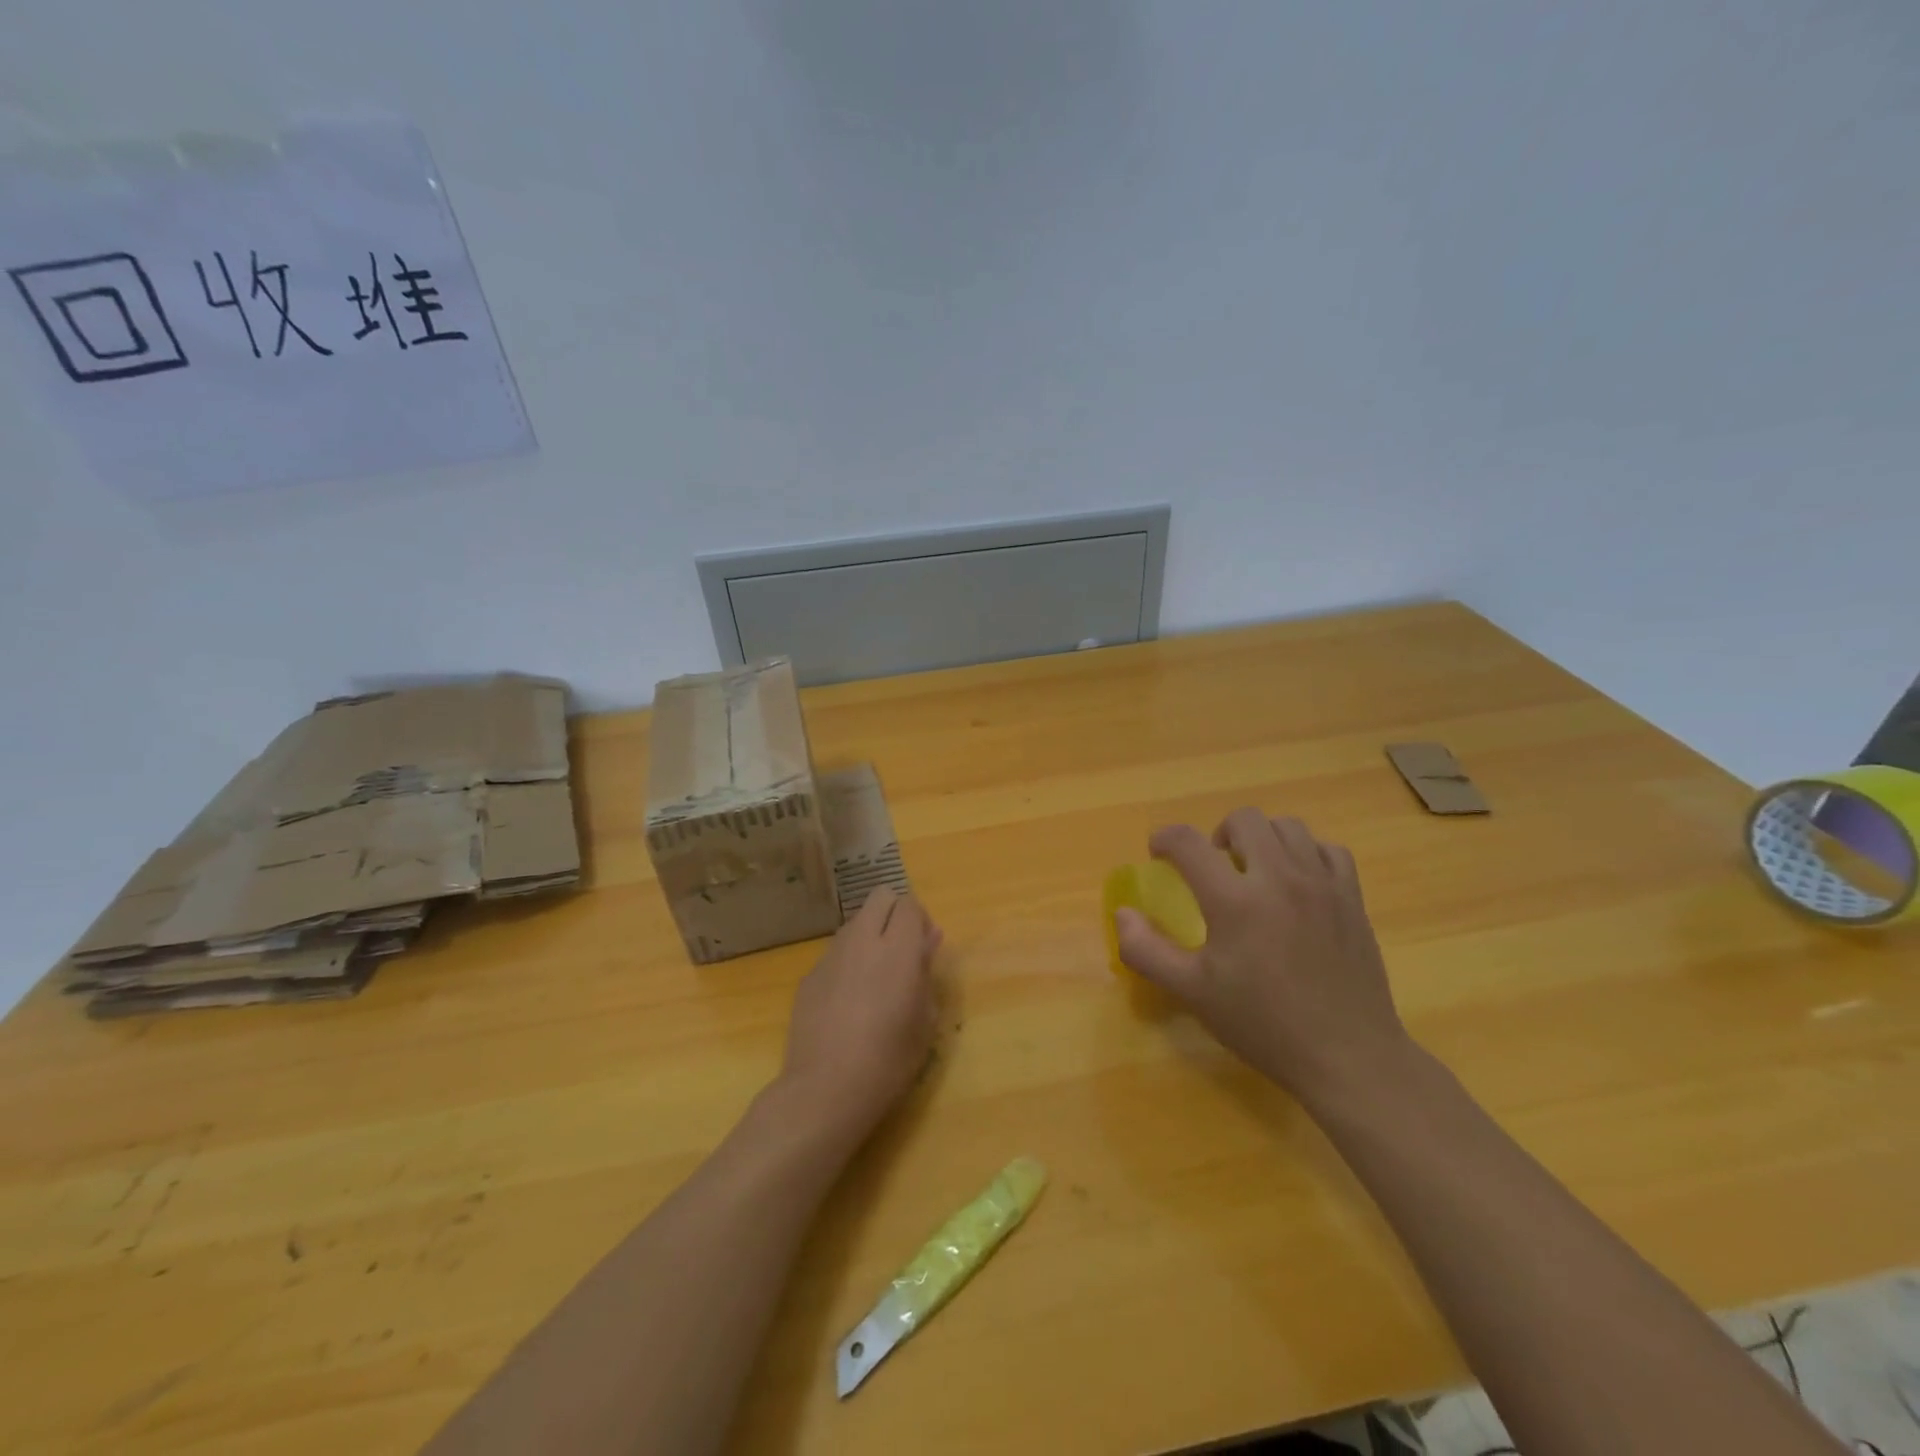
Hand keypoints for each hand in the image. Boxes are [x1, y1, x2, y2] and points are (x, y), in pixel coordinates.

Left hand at [779, 887, 942, 1139]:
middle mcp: (862, 940)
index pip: (909, 903)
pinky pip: (835, 954)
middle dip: (894, 914)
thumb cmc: (890, 1058)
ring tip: (875, 979)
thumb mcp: (924, 1018)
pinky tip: (848, 1004)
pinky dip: (848, 964)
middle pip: (879, 897)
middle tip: (902, 952)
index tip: (925, 949)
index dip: (920, 921)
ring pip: (855, 923)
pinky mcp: (809, 976)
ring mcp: (830, 955)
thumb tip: (927, 941)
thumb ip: (925, 971)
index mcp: (897, 948)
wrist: (826, 1089)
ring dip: (870, 936)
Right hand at [1114, 808, 1410, 1106]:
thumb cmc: (1263, 1024)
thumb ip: (1147, 950)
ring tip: (1254, 871)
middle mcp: (1279, 878)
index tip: (1158, 853)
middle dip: (1216, 833)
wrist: (1347, 1056)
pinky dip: (1305, 854)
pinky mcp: (1351, 898)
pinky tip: (1297, 883)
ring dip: (1261, 839)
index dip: (1164, 839)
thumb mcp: (1192, 992)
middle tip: (1212, 867)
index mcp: (1235, 900)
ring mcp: (1321, 884)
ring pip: (1288, 827)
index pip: (1188, 842)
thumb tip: (1122, 915)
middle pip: (1243, 819)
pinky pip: (1327, 850)